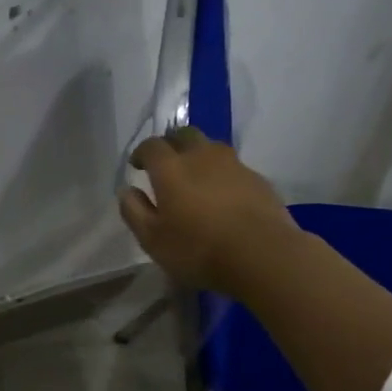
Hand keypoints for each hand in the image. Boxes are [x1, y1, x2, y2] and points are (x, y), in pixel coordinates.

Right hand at [118, 127, 301, 296]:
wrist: (264, 256)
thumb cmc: (199, 249)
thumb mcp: (152, 239)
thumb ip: (134, 211)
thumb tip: (127, 190)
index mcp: (171, 168)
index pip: (151, 146)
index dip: (141, 152)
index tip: (137, 166)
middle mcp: (201, 157)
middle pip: (184, 135)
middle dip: (171, 143)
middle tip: (166, 163)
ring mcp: (234, 165)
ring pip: (212, 147)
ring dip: (199, 155)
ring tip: (196, 177)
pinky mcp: (258, 180)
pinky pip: (234, 167)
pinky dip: (223, 174)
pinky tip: (224, 196)